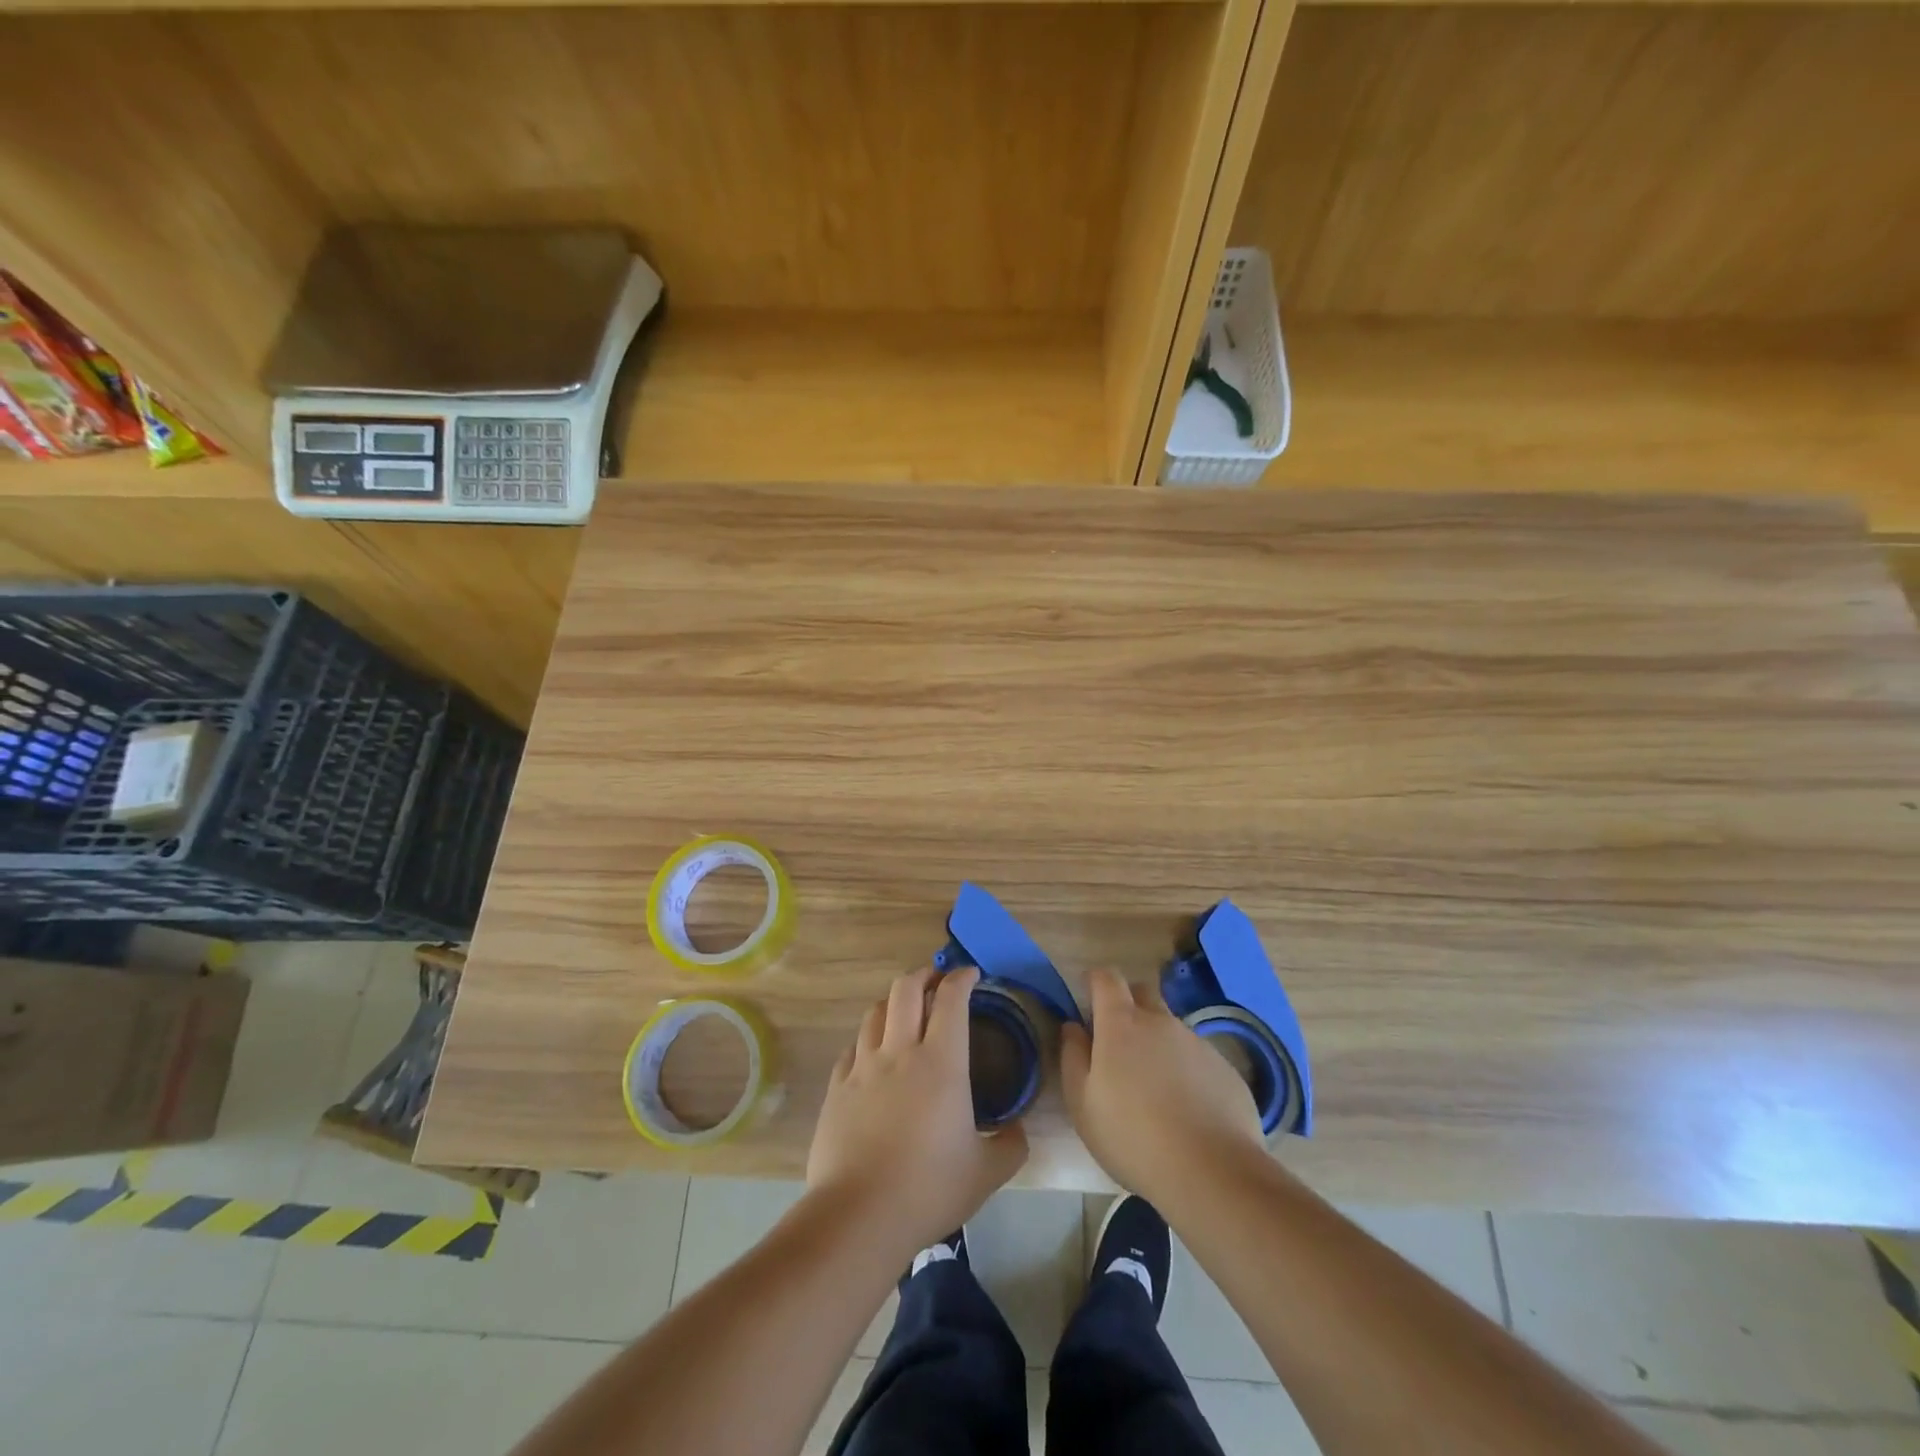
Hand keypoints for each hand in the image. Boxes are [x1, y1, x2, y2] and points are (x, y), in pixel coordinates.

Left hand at [806, 965, 1027, 1261]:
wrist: (858, 1215)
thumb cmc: (929, 1189)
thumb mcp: (986, 1173)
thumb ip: (1010, 1145)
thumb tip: (1018, 1130)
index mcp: (941, 1062)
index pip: (951, 999)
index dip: (962, 977)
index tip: (971, 974)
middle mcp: (900, 1051)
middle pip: (906, 988)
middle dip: (924, 974)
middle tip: (937, 980)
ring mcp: (863, 1067)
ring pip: (876, 1011)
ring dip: (894, 1002)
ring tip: (905, 1011)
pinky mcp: (837, 1087)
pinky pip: (853, 1046)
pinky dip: (868, 1038)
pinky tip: (874, 1053)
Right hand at [1060, 967, 1264, 1204]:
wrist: (1212, 1172)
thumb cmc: (1132, 1137)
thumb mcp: (1082, 1104)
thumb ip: (1073, 1057)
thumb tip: (1073, 1027)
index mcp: (1121, 1024)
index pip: (1107, 978)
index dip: (1095, 982)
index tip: (1088, 999)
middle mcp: (1161, 1022)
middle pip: (1142, 993)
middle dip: (1128, 1005)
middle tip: (1119, 1044)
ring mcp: (1197, 1043)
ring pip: (1171, 1028)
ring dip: (1158, 1043)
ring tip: (1155, 1089)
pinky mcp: (1225, 1068)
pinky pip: (1198, 1057)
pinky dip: (1187, 1071)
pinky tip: (1187, 1109)